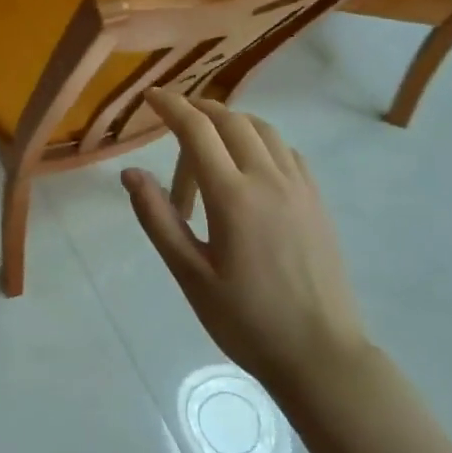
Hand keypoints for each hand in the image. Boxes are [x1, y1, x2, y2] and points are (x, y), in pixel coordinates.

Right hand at [122, 90, 370, 393]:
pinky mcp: (317, 201)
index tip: (150, 96)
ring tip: (208, 140)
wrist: (321, 356)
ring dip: (231, 121)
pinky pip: (286, 151)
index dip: (171, 106)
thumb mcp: (190, 274)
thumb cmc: (246, 319)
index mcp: (232, 196)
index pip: (197, 130)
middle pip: (231, 120)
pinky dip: (261, 141)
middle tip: (174, 118)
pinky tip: (249, 166)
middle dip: (198, 109)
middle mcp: (268, 179)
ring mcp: (299, 188)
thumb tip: (130, 173)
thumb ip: (158, 218)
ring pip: (262, 130)